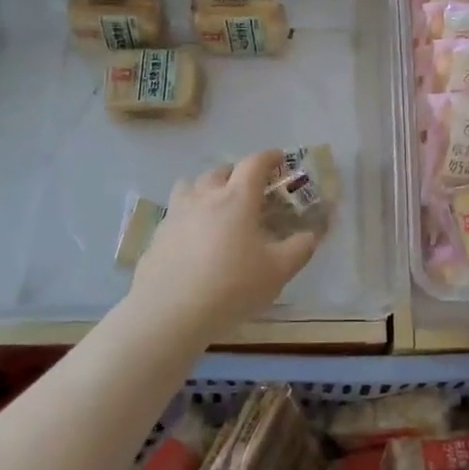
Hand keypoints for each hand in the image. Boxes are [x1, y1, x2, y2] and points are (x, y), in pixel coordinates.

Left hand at [127, 150, 321, 334]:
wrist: (170, 312)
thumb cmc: (232, 286)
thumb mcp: (278, 271)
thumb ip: (300, 248)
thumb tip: (311, 235)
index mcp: (237, 198)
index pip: (254, 163)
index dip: (268, 157)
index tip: (278, 158)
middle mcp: (204, 197)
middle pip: (220, 170)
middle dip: (236, 172)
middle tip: (248, 188)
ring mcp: (176, 214)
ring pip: (190, 185)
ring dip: (205, 187)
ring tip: (215, 206)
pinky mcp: (157, 235)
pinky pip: (175, 213)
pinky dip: (187, 215)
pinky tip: (193, 239)